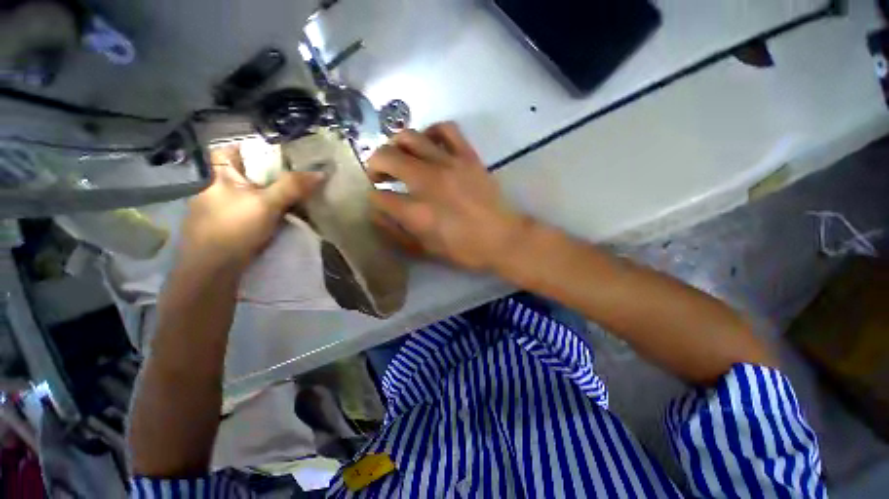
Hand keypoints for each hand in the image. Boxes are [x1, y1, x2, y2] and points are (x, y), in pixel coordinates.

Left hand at [178, 145, 323, 273]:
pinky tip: (281, 216)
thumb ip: (293, 187)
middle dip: (273, 175)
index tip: (284, 157)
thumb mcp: (267, 205)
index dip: (258, 150)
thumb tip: (321, 173)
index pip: (236, 150)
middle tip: (299, 178)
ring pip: (252, 192)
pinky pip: (252, 209)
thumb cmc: (234, 229)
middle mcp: (216, 187)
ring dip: (272, 194)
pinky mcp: (228, 224)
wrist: (212, 270)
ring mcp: (221, 207)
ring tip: (296, 197)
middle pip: (249, 173)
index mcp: (218, 175)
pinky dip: (267, 209)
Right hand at [368, 122, 525, 271]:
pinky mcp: (467, 156)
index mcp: (416, 212)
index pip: (379, 196)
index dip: (374, 199)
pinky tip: (428, 144)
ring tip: (399, 156)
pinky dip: (431, 132)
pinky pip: (445, 129)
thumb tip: (378, 214)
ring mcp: (448, 164)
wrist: (502, 238)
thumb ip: (398, 233)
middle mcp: (427, 182)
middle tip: (379, 175)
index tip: (379, 201)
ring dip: (396, 145)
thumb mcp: (426, 249)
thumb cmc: (464, 249)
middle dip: (375, 166)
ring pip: (409, 137)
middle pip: (386, 157)